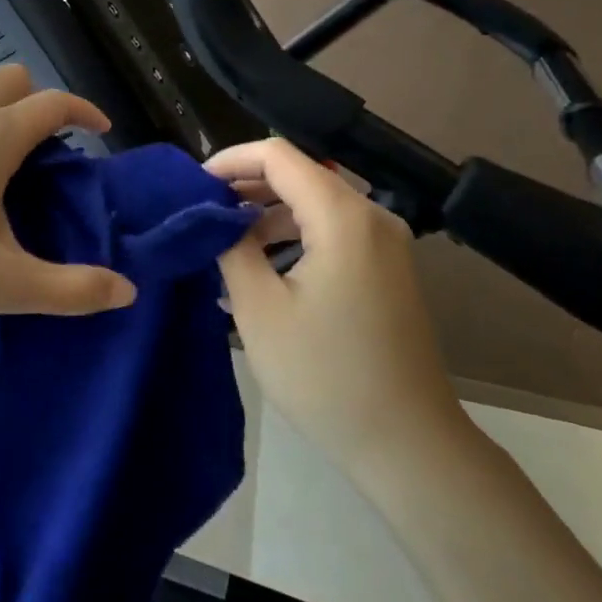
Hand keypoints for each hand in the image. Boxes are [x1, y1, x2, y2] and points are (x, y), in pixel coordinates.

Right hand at [207, 139, 473, 483]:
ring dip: (267, 215)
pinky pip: (332, 232)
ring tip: (224, 245)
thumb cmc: (326, 376)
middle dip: (245, 187)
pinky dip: (294, 237)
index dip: (230, 160)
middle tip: (201, 214)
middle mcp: (371, 217)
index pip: (278, 156)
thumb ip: (232, 247)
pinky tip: (261, 269)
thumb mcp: (259, 309)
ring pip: (315, 204)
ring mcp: (385, 244)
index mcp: (342, 216)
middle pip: (299, 175)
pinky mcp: (387, 269)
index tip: (192, 186)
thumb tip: (214, 216)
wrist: (409, 445)